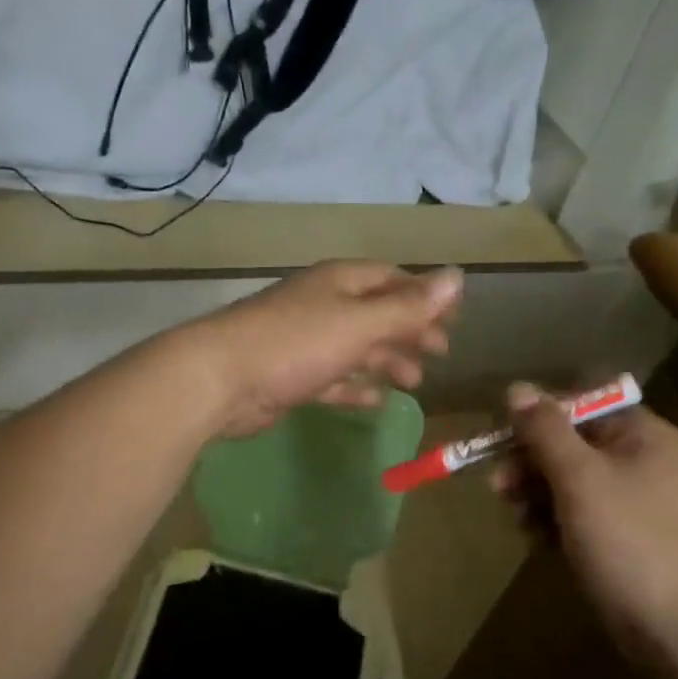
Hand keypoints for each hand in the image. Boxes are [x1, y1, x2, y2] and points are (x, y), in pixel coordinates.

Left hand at [190, 261, 463, 437]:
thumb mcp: (359, 323)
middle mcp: (323, 306)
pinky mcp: (291, 377)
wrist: (220, 380)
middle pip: (377, 314)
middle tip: (441, 354)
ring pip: (356, 348)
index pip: (393, 279)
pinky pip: (333, 379)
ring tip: (414, 382)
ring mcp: (305, 342)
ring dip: (386, 361)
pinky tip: (374, 401)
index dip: (426, 296)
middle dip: (410, 332)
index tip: (456, 320)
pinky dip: (355, 388)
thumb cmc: (296, 343)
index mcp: (340, 283)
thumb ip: (408, 306)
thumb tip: (457, 276)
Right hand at [493, 384, 677, 665]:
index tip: (504, 437)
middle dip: (530, 461)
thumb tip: (517, 387)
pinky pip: (578, 516)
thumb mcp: (580, 478)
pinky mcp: (624, 540)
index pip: (583, 403)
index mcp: (642, 435)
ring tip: (517, 519)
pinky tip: (537, 541)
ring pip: (569, 482)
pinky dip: (553, 523)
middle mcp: (640, 461)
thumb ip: (545, 431)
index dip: (541, 415)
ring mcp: (634, 504)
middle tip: (498, 486)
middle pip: (572, 443)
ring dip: (536, 494)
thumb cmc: (630, 541)